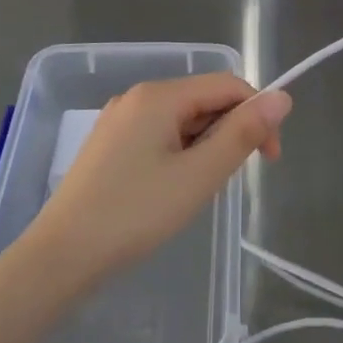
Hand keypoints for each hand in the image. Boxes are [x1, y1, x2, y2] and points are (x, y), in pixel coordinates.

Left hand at [24, 74, 291, 295]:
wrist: (60, 258)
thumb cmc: (135, 214)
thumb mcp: (199, 176)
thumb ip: (243, 133)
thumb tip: (283, 97)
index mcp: (159, 95)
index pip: (228, 85)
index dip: (258, 115)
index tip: (269, 160)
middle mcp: (138, 96)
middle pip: (203, 99)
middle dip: (229, 133)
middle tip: (227, 182)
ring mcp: (119, 120)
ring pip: (182, 120)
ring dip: (205, 146)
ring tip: (197, 191)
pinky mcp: (109, 144)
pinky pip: (159, 135)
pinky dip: (180, 154)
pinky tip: (171, 189)